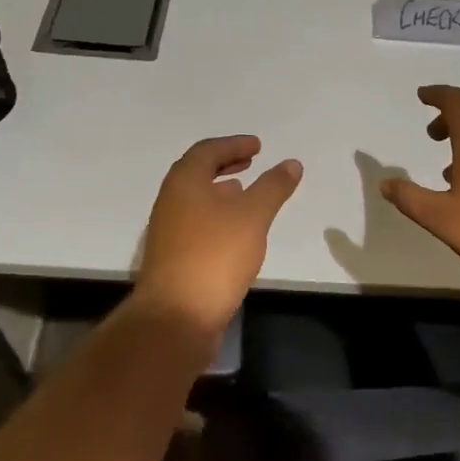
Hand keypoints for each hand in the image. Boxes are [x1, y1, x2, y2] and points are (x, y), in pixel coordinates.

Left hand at [134, 136, 302, 337]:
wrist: (177, 316)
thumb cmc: (215, 254)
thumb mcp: (253, 215)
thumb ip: (273, 186)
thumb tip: (291, 163)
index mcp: (184, 182)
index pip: (207, 151)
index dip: (233, 144)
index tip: (258, 146)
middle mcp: (170, 201)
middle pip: (197, 173)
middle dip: (225, 164)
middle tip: (251, 161)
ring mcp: (168, 231)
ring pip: (195, 199)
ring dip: (220, 190)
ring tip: (245, 192)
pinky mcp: (173, 257)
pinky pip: (196, 222)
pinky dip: (216, 215)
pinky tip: (235, 231)